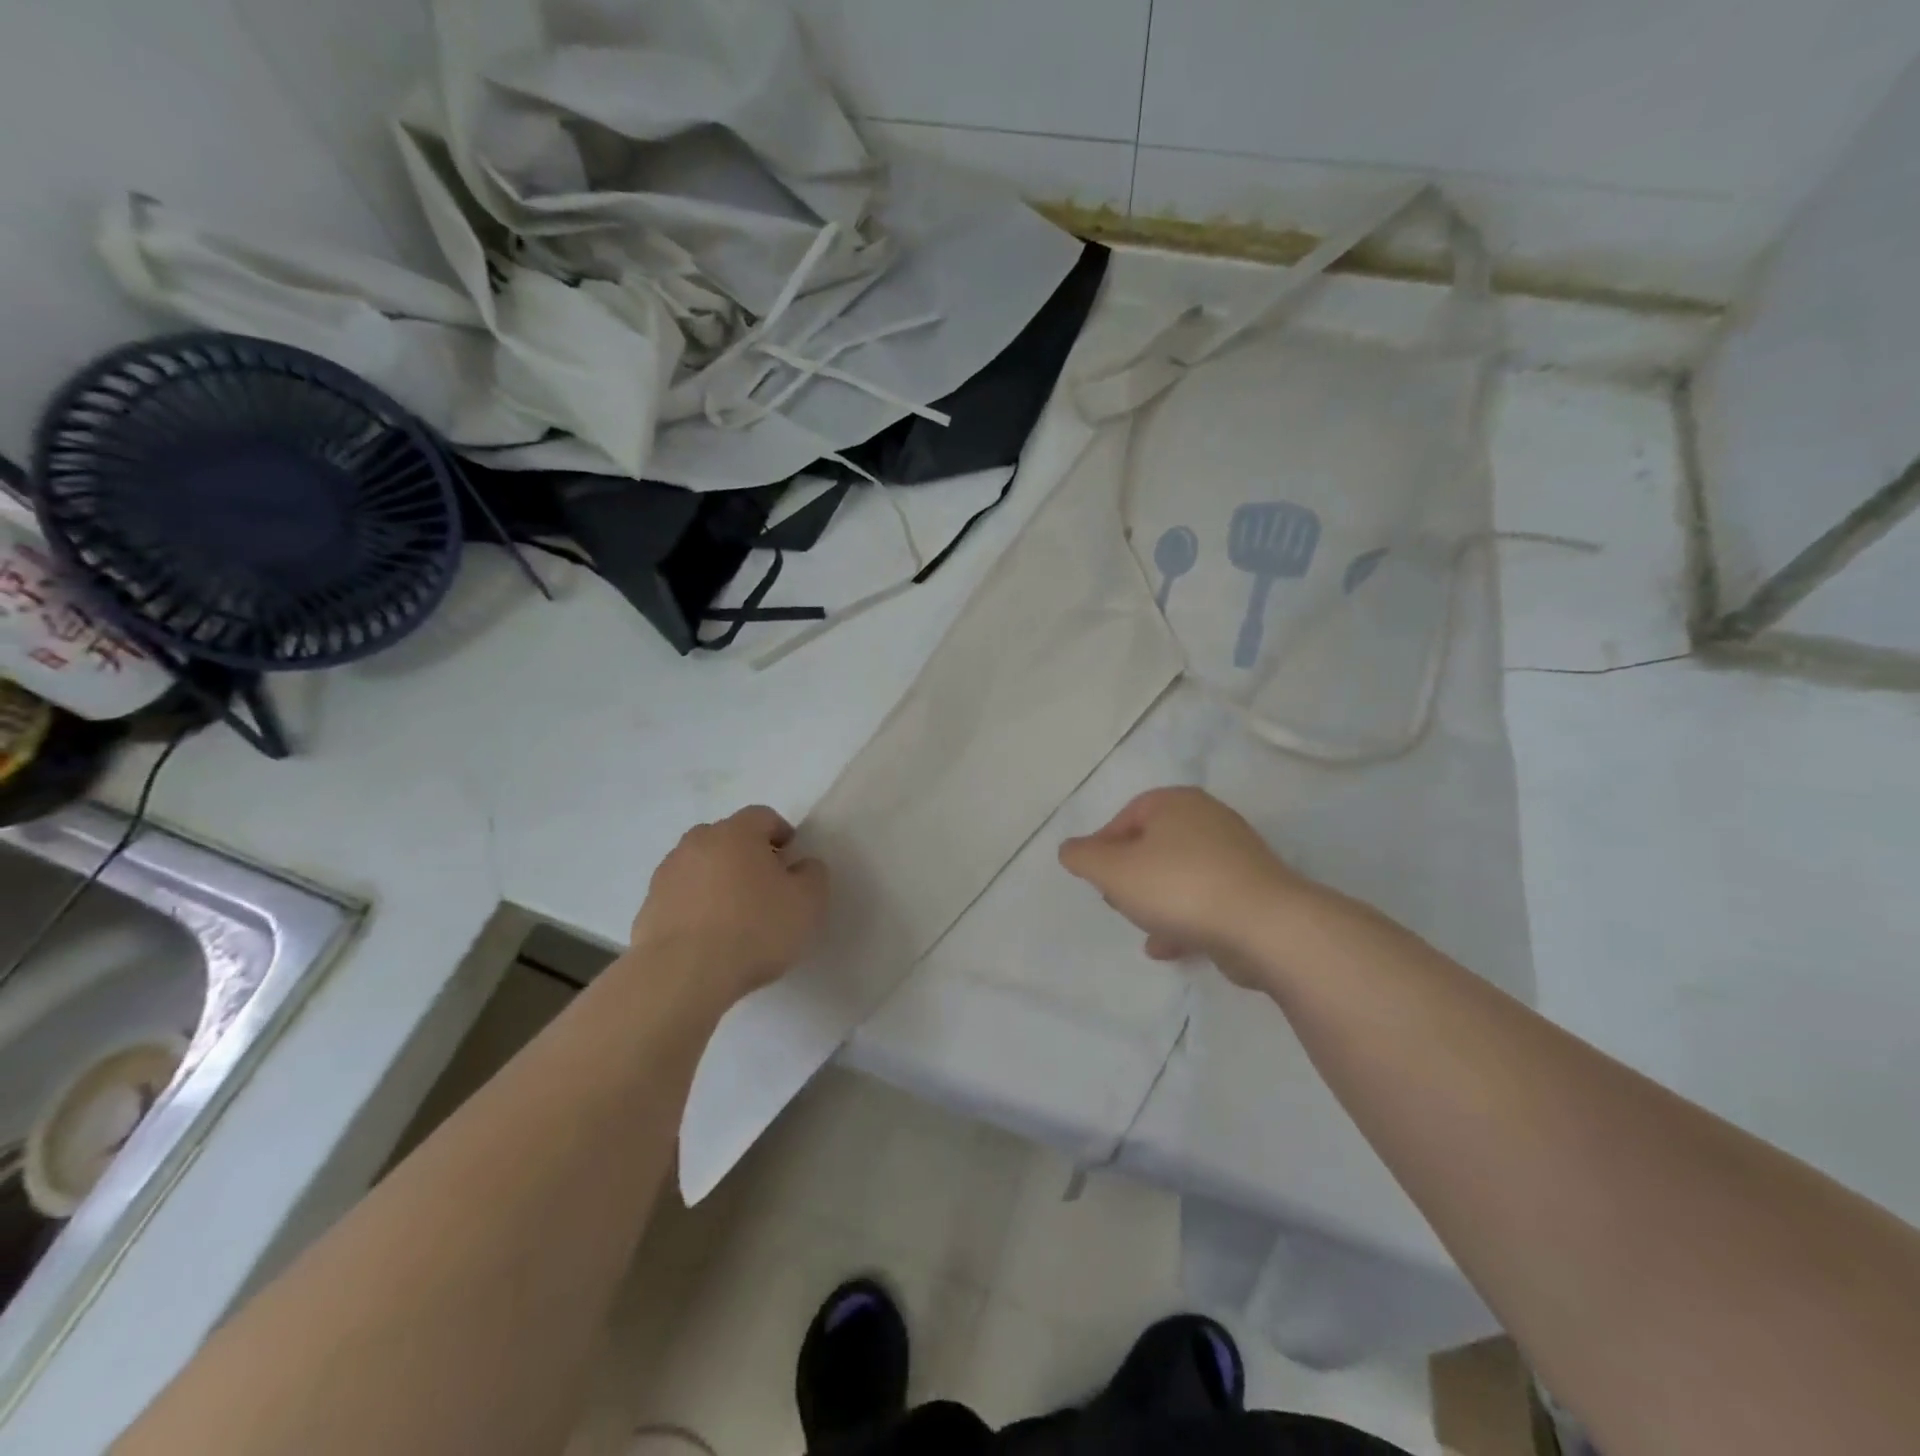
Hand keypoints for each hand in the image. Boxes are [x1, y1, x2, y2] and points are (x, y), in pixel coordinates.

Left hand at [630, 806, 829, 1005]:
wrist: (682, 975)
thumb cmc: (754, 930)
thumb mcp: (808, 903)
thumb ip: (813, 875)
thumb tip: (802, 865)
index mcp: (736, 833)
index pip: (763, 816)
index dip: (781, 834)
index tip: (791, 861)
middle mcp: (697, 843)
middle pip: (727, 837)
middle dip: (747, 855)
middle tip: (765, 886)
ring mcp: (667, 875)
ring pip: (700, 866)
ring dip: (718, 880)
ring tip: (734, 916)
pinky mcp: (648, 908)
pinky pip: (680, 897)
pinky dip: (696, 907)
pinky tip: (709, 938)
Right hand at [1058, 787, 1315, 983]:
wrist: (1266, 926)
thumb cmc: (1179, 887)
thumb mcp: (1114, 870)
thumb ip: (1083, 857)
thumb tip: (1070, 850)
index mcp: (1176, 803)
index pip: (1127, 816)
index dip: (1103, 846)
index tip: (1094, 877)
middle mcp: (1209, 820)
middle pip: (1154, 844)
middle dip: (1130, 874)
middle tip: (1116, 899)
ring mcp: (1236, 856)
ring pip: (1180, 875)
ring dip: (1156, 901)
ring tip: (1141, 927)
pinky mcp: (1253, 892)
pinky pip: (1206, 900)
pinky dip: (1184, 919)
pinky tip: (1168, 948)